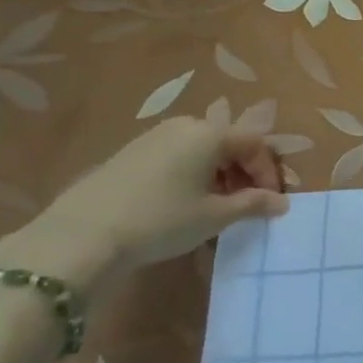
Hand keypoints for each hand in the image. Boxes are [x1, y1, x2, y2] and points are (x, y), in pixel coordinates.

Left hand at [0, 118, 288, 291]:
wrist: (81, 236)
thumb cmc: (162, 220)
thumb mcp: (215, 216)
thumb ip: (253, 204)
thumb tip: (281, 202)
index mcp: (210, 134)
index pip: (256, 143)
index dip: (269, 171)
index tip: (272, 201)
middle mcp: (184, 126)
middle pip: (229, 142)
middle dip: (245, 172)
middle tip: (249, 204)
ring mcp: (153, 137)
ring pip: (202, 150)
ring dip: (220, 175)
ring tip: (218, 207)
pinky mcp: (130, 153)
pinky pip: (177, 157)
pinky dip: (193, 175)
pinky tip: (186, 204)